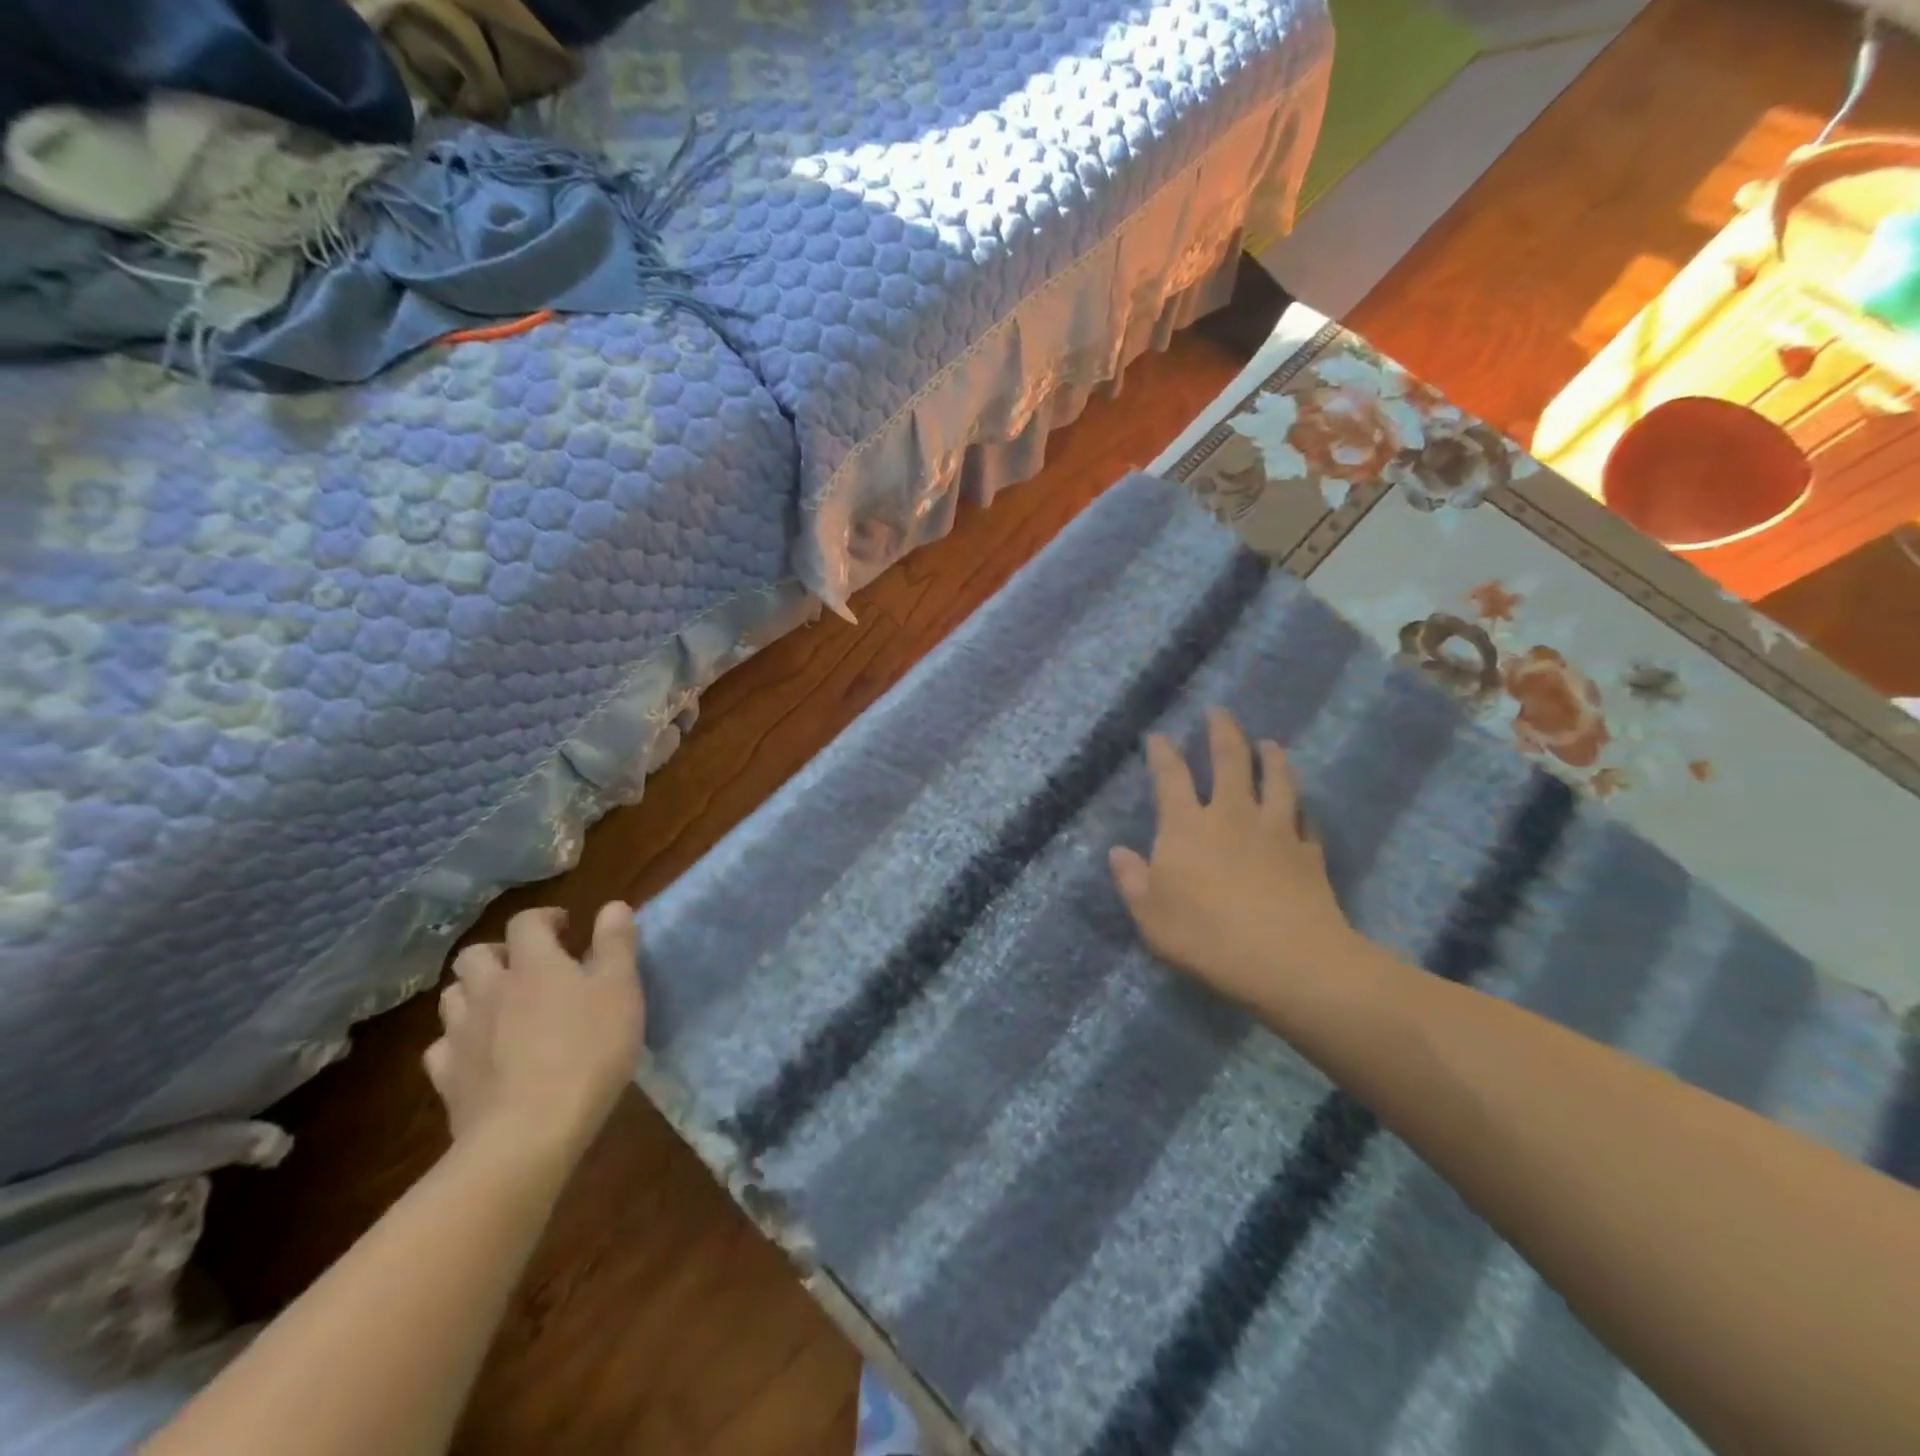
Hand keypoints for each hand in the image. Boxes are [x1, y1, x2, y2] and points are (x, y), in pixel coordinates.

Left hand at [427, 902, 645, 1165]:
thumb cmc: (588, 1051)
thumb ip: (616, 944)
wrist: (528, 1134)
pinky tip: (480, 1053)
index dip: (545, 919)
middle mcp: (490, 990)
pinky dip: (459, 1041)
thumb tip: (613, 905)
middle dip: (501, 954)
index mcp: (534, 964)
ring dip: (475, 992)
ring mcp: (461, 1034)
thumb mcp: (621, 990)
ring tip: (504, 1007)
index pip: (526, 923)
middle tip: (530, 968)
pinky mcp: (448, 1078)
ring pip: (453, 996)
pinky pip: (443, 1047)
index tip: (567, 930)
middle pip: (476, 955)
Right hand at [1109, 708, 1356, 1009]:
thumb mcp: (1150, 914)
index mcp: (1186, 826)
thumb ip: (1132, 880)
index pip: (1170, 777)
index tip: (1157, 736)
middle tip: (1220, 712)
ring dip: (1271, 758)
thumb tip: (1118, 853)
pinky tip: (1302, 809)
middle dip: (1222, 733)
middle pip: (1229, 761)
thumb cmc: (1205, 935)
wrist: (1285, 958)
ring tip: (1270, 744)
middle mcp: (1231, 815)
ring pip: (1275, 780)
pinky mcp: (1307, 852)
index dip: (1162, 754)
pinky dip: (1301, 809)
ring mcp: (1274, 830)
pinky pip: (1305, 821)